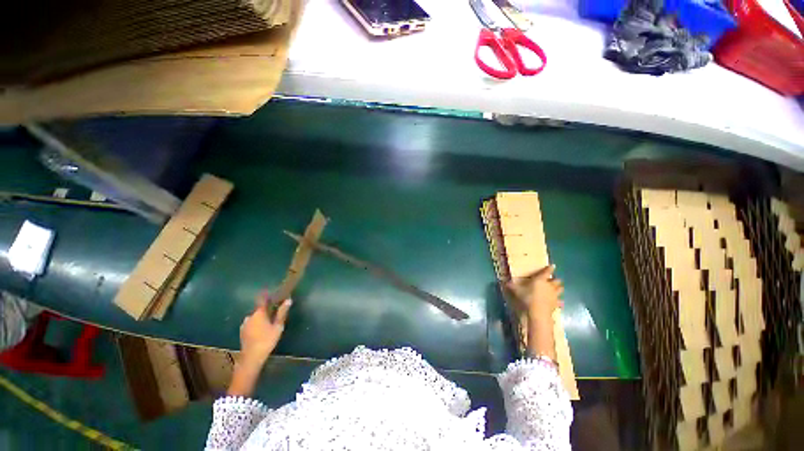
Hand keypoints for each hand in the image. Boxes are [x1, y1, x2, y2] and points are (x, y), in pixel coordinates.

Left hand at [239, 293, 291, 367]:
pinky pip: (251, 323)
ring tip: (268, 322)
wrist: (251, 357)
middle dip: (266, 308)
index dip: (266, 295)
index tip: (272, 292)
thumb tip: (288, 300)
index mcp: (259, 313)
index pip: (262, 299)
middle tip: (274, 311)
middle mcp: (250, 316)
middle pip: (259, 308)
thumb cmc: (267, 340)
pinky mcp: (242, 331)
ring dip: (261, 317)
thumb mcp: (278, 326)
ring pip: (254, 316)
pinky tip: (261, 330)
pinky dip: (256, 323)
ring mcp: (244, 324)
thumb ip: (282, 313)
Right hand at [506, 265, 563, 321]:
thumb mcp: (516, 290)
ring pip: (560, 289)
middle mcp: (549, 286)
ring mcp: (554, 295)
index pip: (547, 272)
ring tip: (555, 289)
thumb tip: (504, 282)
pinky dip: (558, 301)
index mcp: (540, 280)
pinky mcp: (556, 304)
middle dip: (555, 280)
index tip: (553, 266)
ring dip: (558, 288)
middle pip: (557, 281)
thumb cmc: (527, 298)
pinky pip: (559, 301)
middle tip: (552, 280)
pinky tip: (556, 302)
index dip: (550, 268)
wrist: (538, 312)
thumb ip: (511, 285)